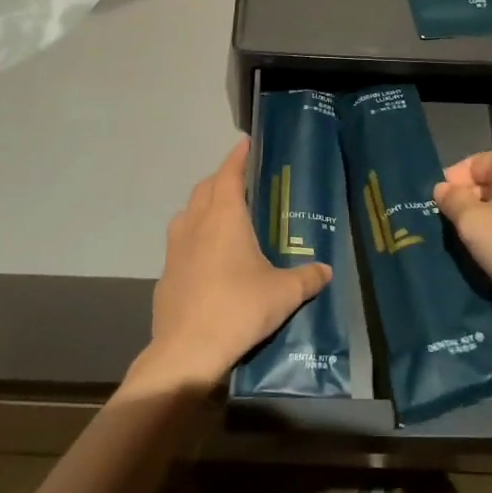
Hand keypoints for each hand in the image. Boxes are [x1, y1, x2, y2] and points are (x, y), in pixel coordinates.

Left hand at [137, 138, 331, 390]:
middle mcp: (196, 223)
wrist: (188, 349)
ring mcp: (175, 248)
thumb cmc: (239, 308)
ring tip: (222, 216)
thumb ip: (307, 278)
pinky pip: (180, 243)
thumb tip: (326, 271)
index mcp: (224, 217)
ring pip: (187, 213)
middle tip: (240, 182)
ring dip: (203, 206)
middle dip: (221, 179)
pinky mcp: (165, 273)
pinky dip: (193, 238)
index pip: (229, 174)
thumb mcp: (284, 293)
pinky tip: (207, 259)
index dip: (238, 157)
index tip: (246, 143)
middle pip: (205, 188)